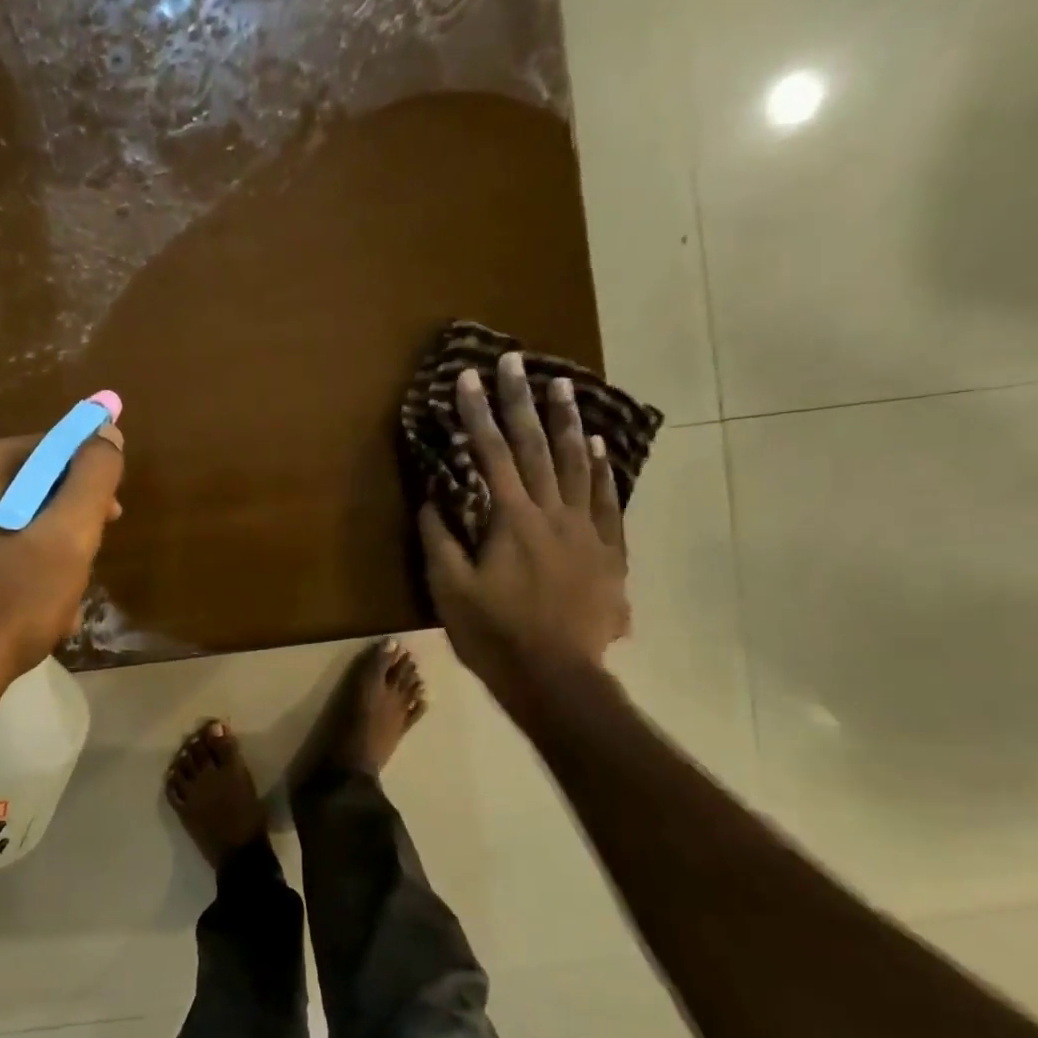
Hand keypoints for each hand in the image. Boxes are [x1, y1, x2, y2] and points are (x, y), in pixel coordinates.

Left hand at [0, 425, 125, 679]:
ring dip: (49, 555)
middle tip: (86, 562)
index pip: (51, 448)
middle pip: (32, 487)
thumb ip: (93, 477)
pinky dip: (19, 572)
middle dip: (69, 524)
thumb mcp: (69, 535)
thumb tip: (107, 432)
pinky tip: (33, 611)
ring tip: (63, 599)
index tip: (111, 518)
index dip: (90, 478)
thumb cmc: (12, 600)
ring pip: (15, 524)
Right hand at [418, 353, 629, 699]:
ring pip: (577, 465)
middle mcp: (552, 514)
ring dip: (567, 422)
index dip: (477, 415)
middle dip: (520, 401)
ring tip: (562, 385)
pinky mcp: (607, 552)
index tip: (468, 378)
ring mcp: (585, 531)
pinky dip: (602, 471)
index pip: (491, 455)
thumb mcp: (450, 591)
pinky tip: (599, 448)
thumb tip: (431, 500)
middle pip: (536, 447)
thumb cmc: (495, 635)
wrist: (557, 676)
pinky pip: (607, 501)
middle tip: (515, 361)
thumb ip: (440, 540)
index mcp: (511, 521)